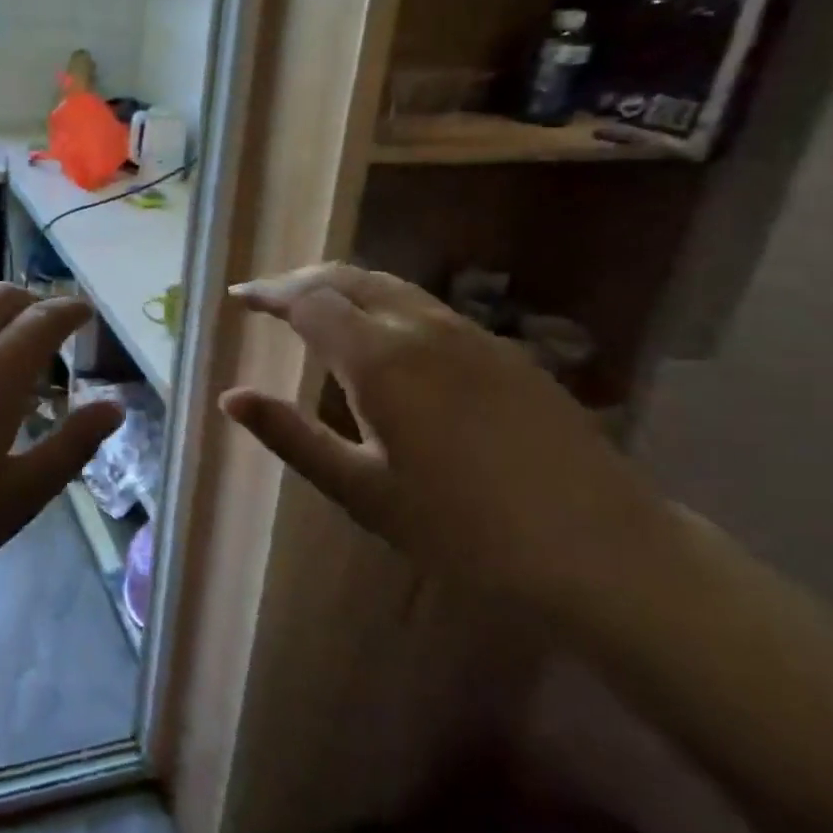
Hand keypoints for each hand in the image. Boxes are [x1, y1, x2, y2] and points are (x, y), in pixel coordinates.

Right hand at [220, 263, 664, 604]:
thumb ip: (292, 436)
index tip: (238, 298)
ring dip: (344, 288)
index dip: (268, 295)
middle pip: (349, 278)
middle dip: (301, 281)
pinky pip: (427, 308)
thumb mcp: (363, 491)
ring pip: (392, 288)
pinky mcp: (506, 352)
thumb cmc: (464, 533)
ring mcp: (472, 334)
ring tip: (315, 311)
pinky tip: (383, 340)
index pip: (309, 301)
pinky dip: (384, 306)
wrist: (602, 553)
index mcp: (381, 359)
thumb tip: (230, 397)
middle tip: (268, 299)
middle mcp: (424, 328)